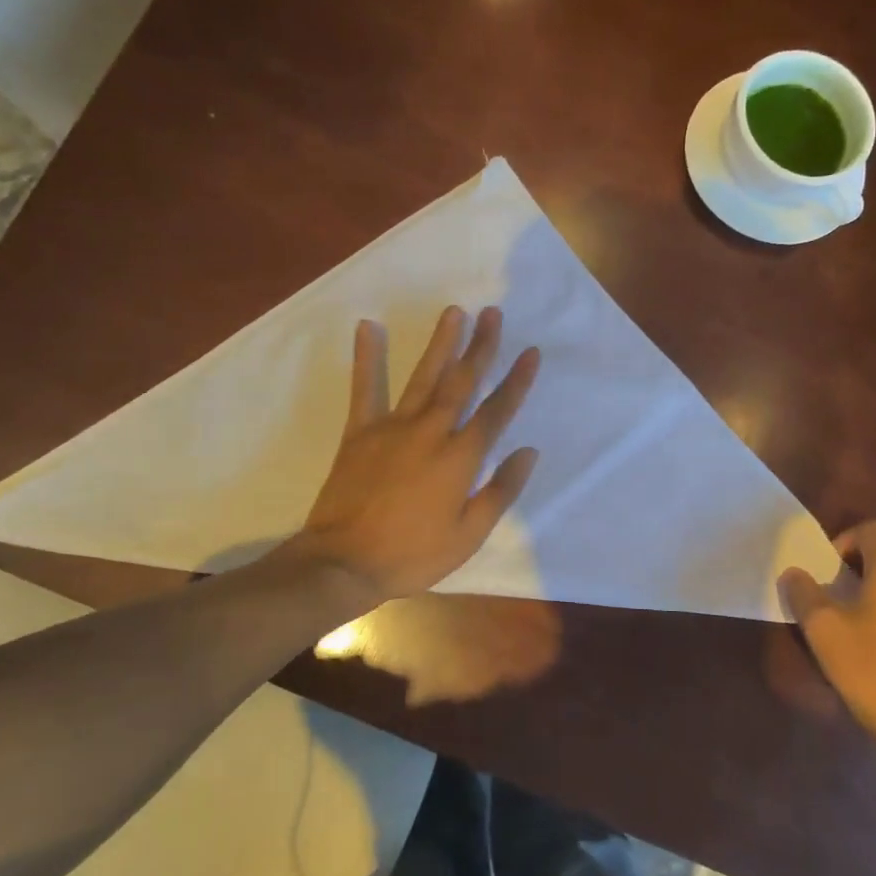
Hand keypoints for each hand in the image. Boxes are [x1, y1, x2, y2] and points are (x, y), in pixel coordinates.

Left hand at [295, 305, 540, 602]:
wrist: (344, 563)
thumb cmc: (412, 554)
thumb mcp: (468, 535)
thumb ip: (500, 490)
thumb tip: (528, 451)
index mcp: (460, 458)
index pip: (496, 411)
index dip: (517, 381)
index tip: (531, 352)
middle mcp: (431, 432)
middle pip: (462, 382)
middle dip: (481, 347)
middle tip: (493, 314)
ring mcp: (393, 427)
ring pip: (423, 377)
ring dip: (441, 343)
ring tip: (454, 312)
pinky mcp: (360, 432)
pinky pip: (365, 389)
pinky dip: (366, 358)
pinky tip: (367, 328)